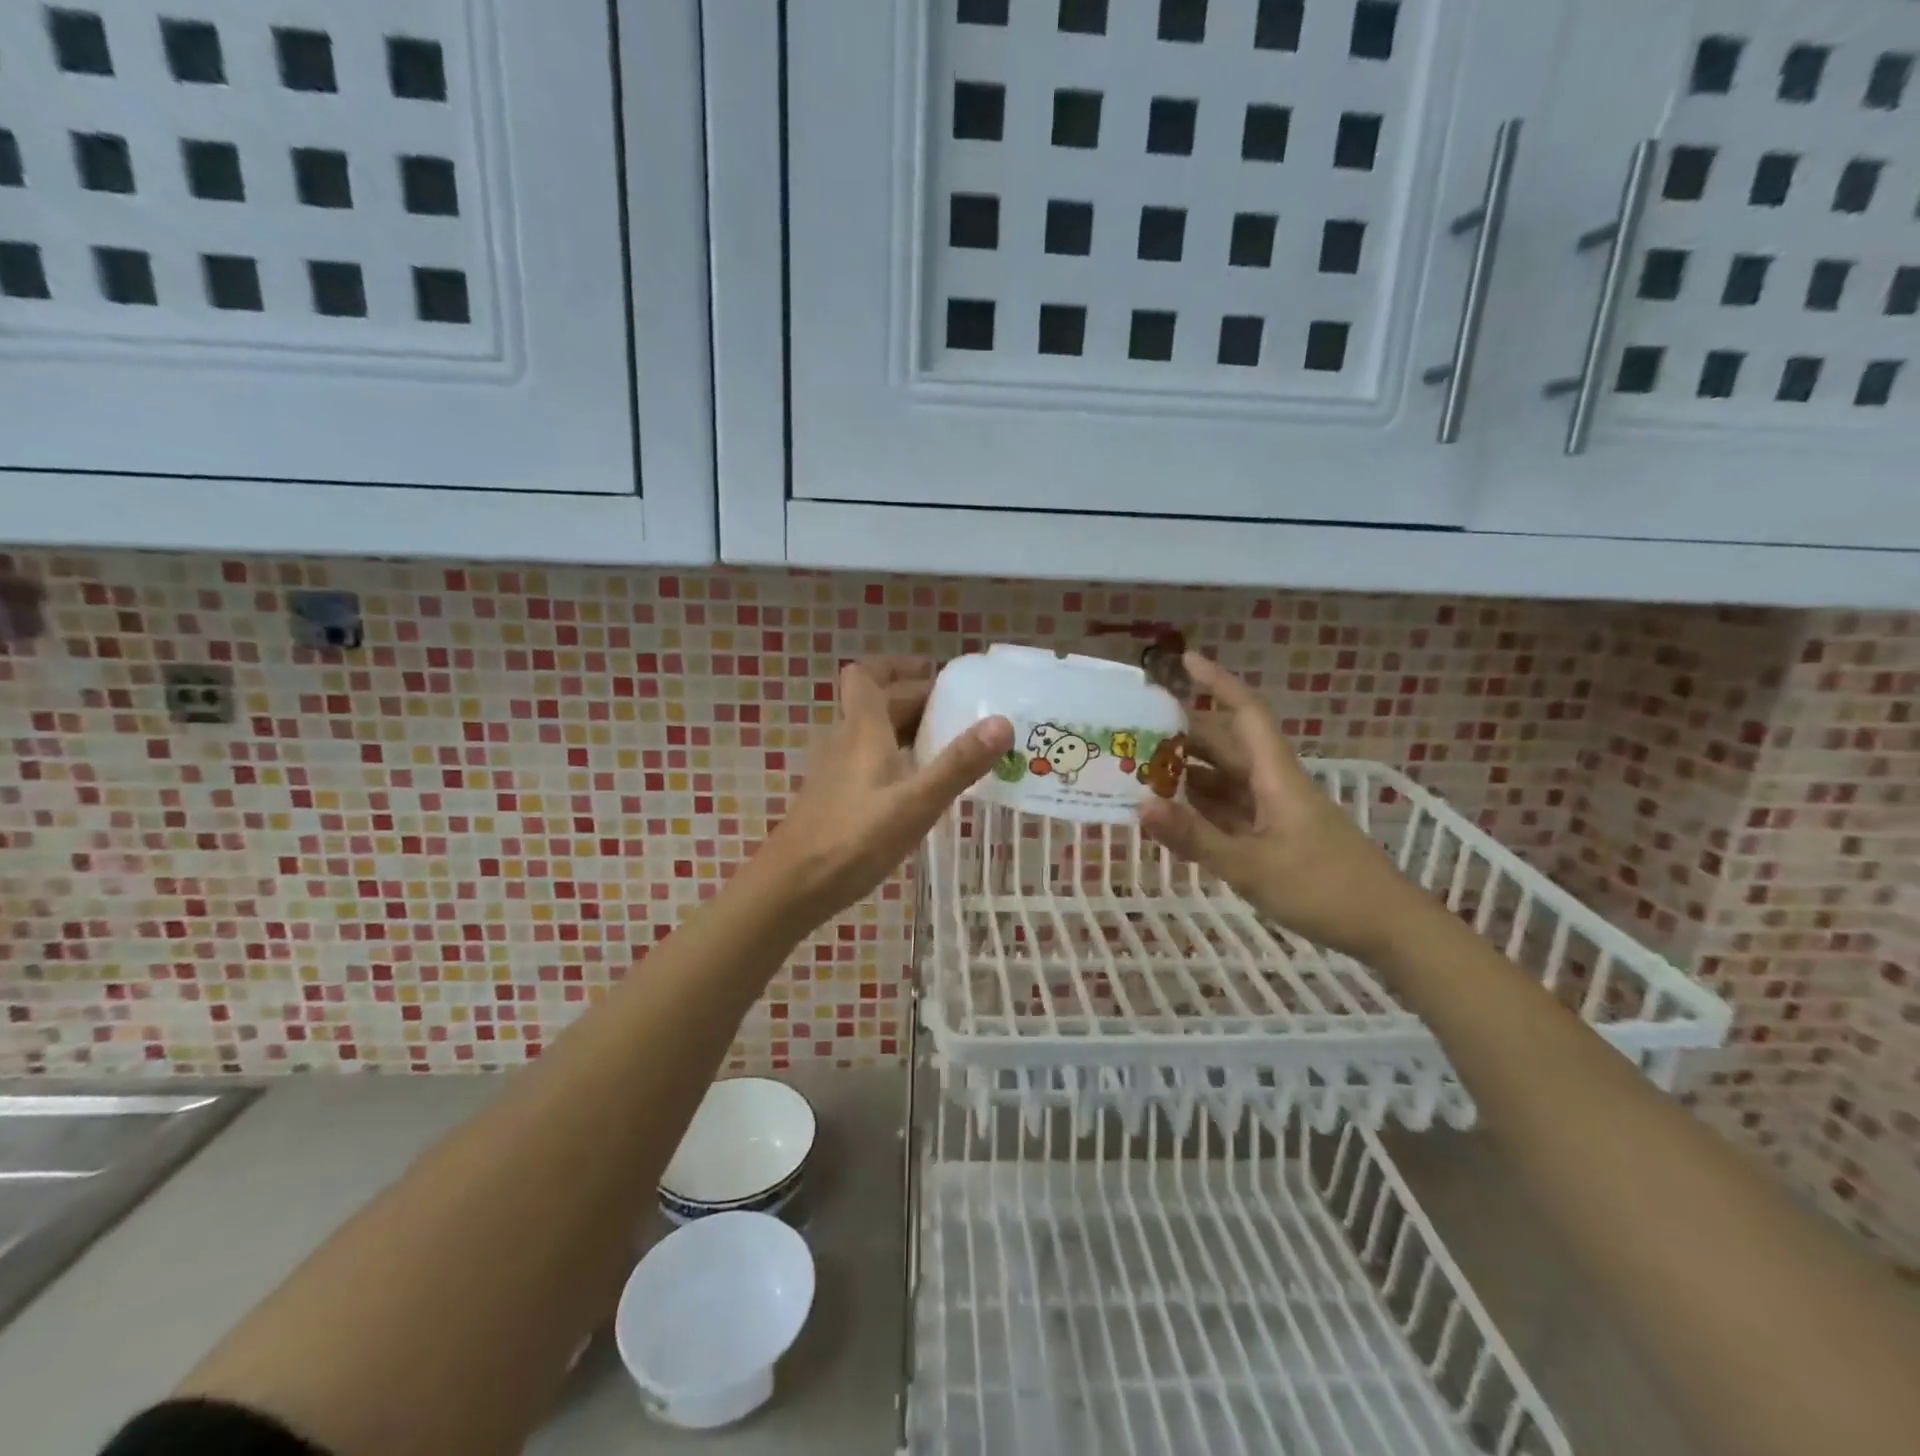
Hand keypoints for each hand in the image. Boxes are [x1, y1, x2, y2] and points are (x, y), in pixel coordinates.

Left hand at [752, 657, 1011, 926]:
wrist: (793, 886)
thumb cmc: (855, 839)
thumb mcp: (916, 802)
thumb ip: (958, 764)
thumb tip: (1002, 722)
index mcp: (862, 729)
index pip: (867, 674)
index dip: (898, 666)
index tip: (934, 673)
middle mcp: (844, 740)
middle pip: (877, 704)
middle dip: (916, 700)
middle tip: (961, 714)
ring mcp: (835, 769)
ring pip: (872, 734)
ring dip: (907, 730)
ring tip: (948, 746)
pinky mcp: (834, 796)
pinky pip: (868, 761)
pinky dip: (896, 759)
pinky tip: (918, 787)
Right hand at [1139, 653, 1426, 962]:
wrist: (1387, 928)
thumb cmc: (1324, 889)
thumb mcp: (1251, 867)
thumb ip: (1195, 837)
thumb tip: (1140, 806)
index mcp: (1276, 777)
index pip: (1245, 714)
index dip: (1217, 683)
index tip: (1184, 661)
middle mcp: (1273, 784)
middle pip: (1226, 746)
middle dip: (1183, 735)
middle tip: (1134, 732)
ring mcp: (1274, 812)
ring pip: (1224, 779)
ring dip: (1187, 773)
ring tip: (1139, 771)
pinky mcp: (1274, 837)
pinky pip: (1229, 809)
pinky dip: (1200, 806)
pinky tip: (1172, 813)